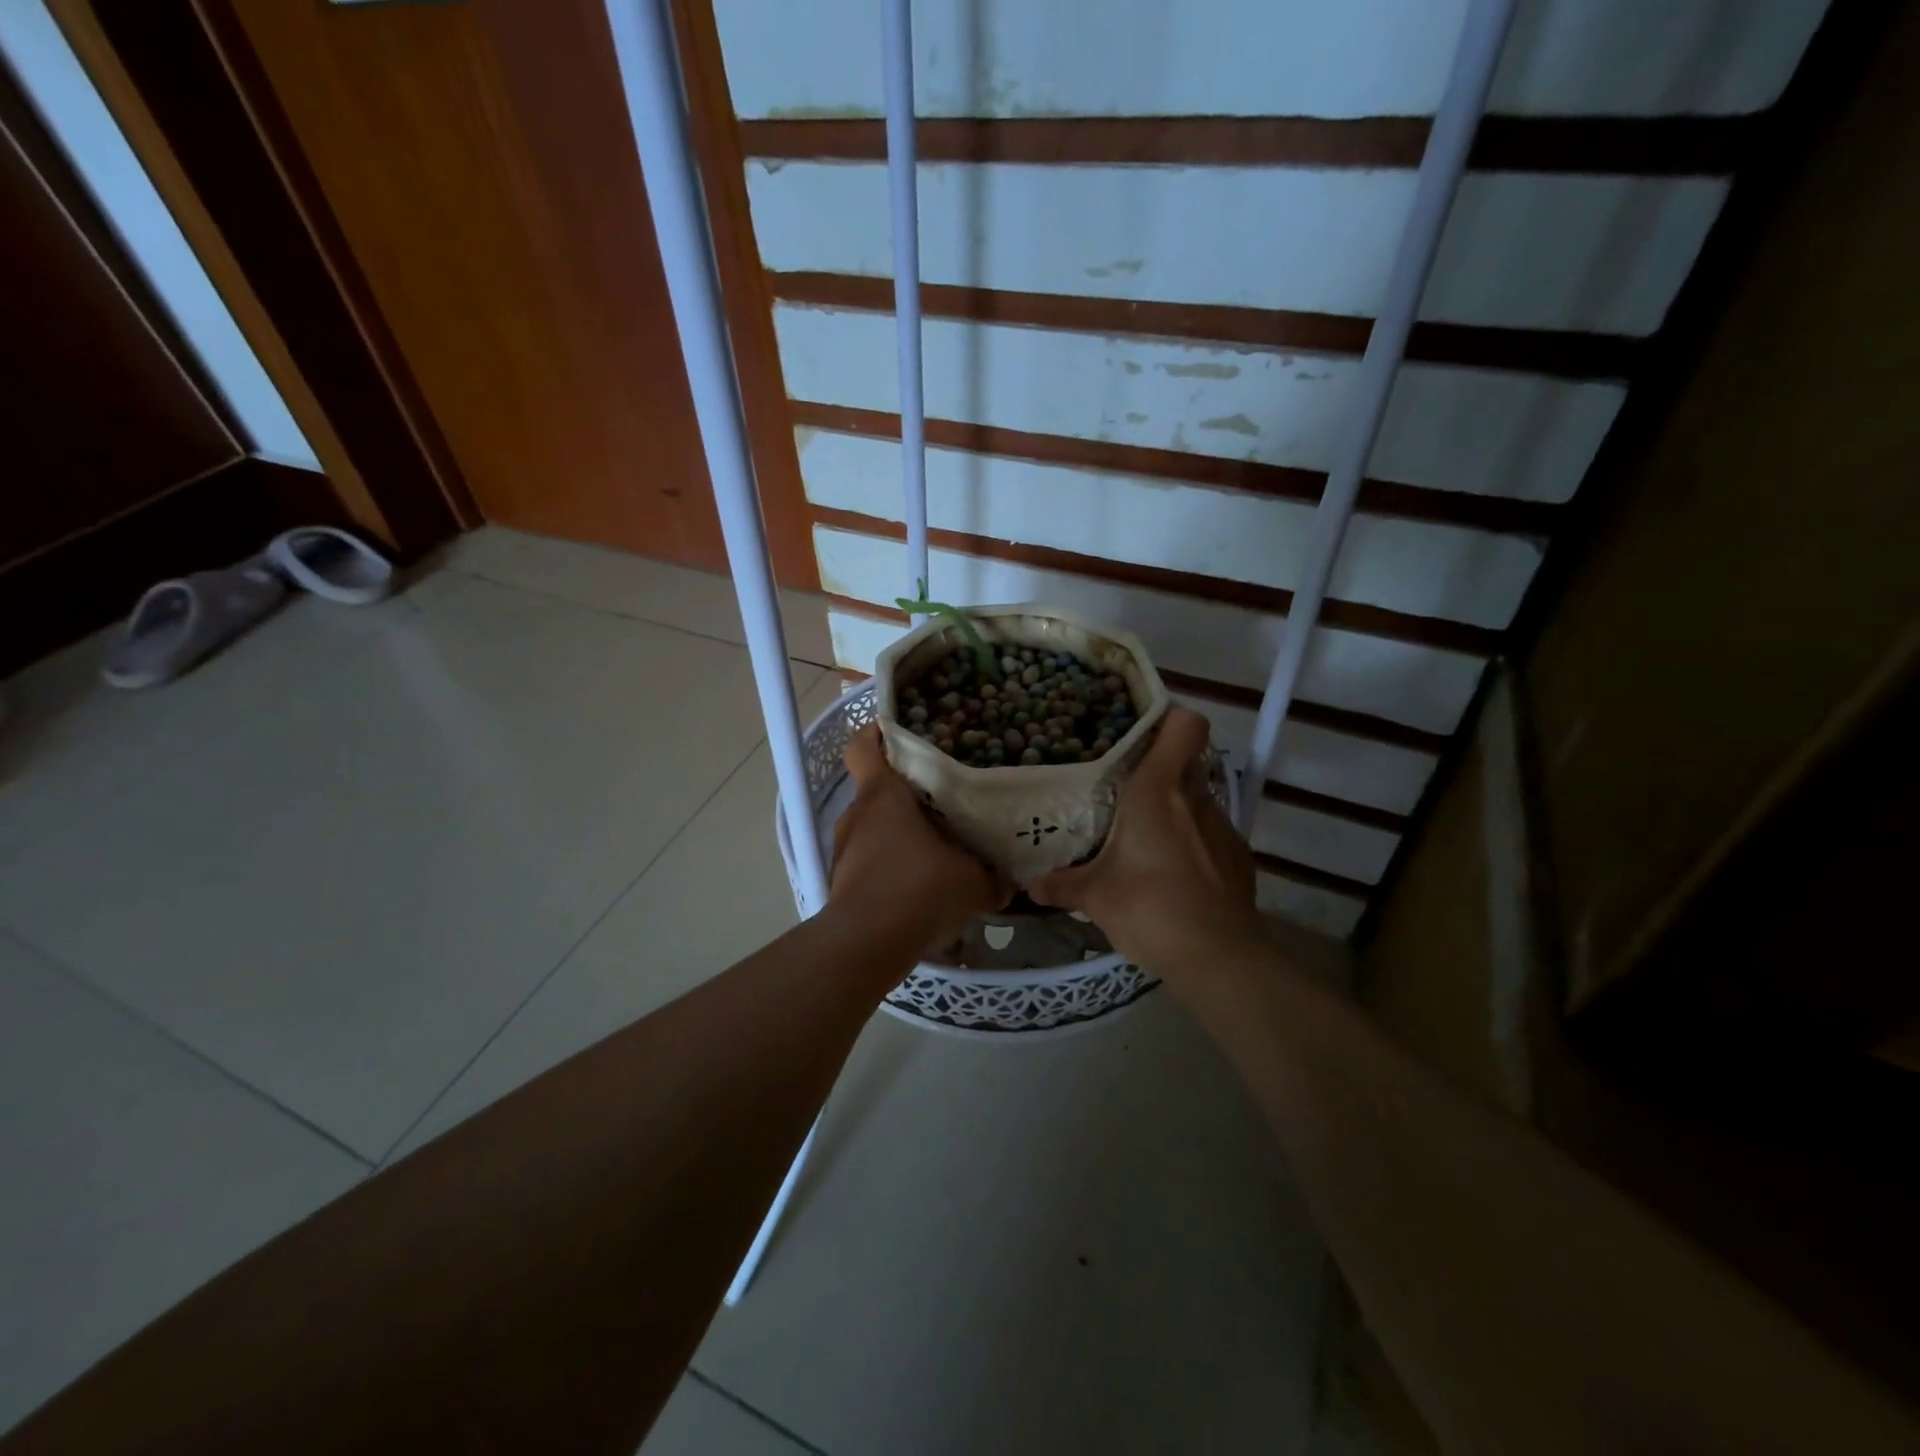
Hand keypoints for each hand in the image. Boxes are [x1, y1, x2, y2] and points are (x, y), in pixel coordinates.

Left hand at [829, 724, 1007, 952]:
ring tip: (935, 848)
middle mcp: (857, 814)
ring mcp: (844, 847)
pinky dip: (890, 864)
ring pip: (874, 826)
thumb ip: (991, 876)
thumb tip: (1008, 880)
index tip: (904, 734)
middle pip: (877, 788)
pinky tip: (918, 885)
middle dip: (906, 793)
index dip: (878, 733)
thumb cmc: (919, 891)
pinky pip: (870, 858)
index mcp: (883, 795)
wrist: (866, 946)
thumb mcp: (972, 882)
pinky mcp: (842, 879)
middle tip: (943, 800)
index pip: (864, 745)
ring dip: (899, 833)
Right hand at [1030, 707, 1262, 985]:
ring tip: (1147, 838)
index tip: (1139, 732)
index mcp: (1158, 790)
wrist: (1216, 957)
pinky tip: (1175, 874)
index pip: (1185, 725)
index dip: (1168, 719)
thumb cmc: (1148, 907)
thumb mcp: (1094, 896)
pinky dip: (1194, 843)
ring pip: (1197, 799)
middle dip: (1159, 768)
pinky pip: (1211, 835)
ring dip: (1175, 810)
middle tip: (1126, 788)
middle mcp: (1195, 798)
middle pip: (1185, 760)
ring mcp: (1224, 827)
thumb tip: (1031, 885)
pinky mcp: (1239, 858)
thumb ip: (1061, 884)